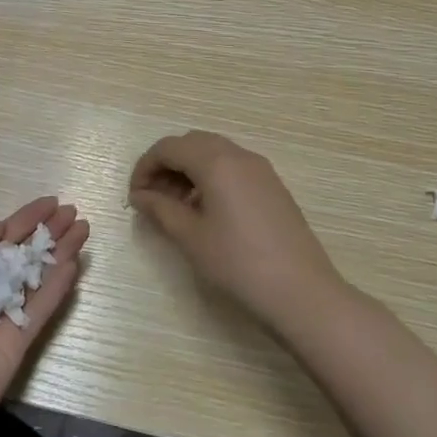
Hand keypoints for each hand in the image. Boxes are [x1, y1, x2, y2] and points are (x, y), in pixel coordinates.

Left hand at [0, 196, 89, 436]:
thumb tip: (1, 229)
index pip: (0, 236)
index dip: (26, 218)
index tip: (52, 203)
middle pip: (24, 253)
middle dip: (48, 231)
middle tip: (74, 213)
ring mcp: (5, 314)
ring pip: (39, 275)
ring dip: (61, 252)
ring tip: (84, 228)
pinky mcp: (20, 340)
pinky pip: (43, 306)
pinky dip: (58, 285)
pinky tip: (74, 263)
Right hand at [129, 130, 347, 336]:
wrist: (302, 293)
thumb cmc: (239, 264)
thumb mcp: (191, 238)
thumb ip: (161, 210)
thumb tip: (140, 196)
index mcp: (216, 161)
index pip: (169, 147)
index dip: (145, 167)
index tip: (135, 196)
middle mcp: (239, 155)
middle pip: (192, 144)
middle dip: (167, 165)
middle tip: (152, 199)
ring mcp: (260, 169)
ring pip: (214, 154)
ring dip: (189, 171)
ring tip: (176, 208)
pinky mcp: (273, 186)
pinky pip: (233, 168)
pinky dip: (211, 178)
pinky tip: (206, 212)